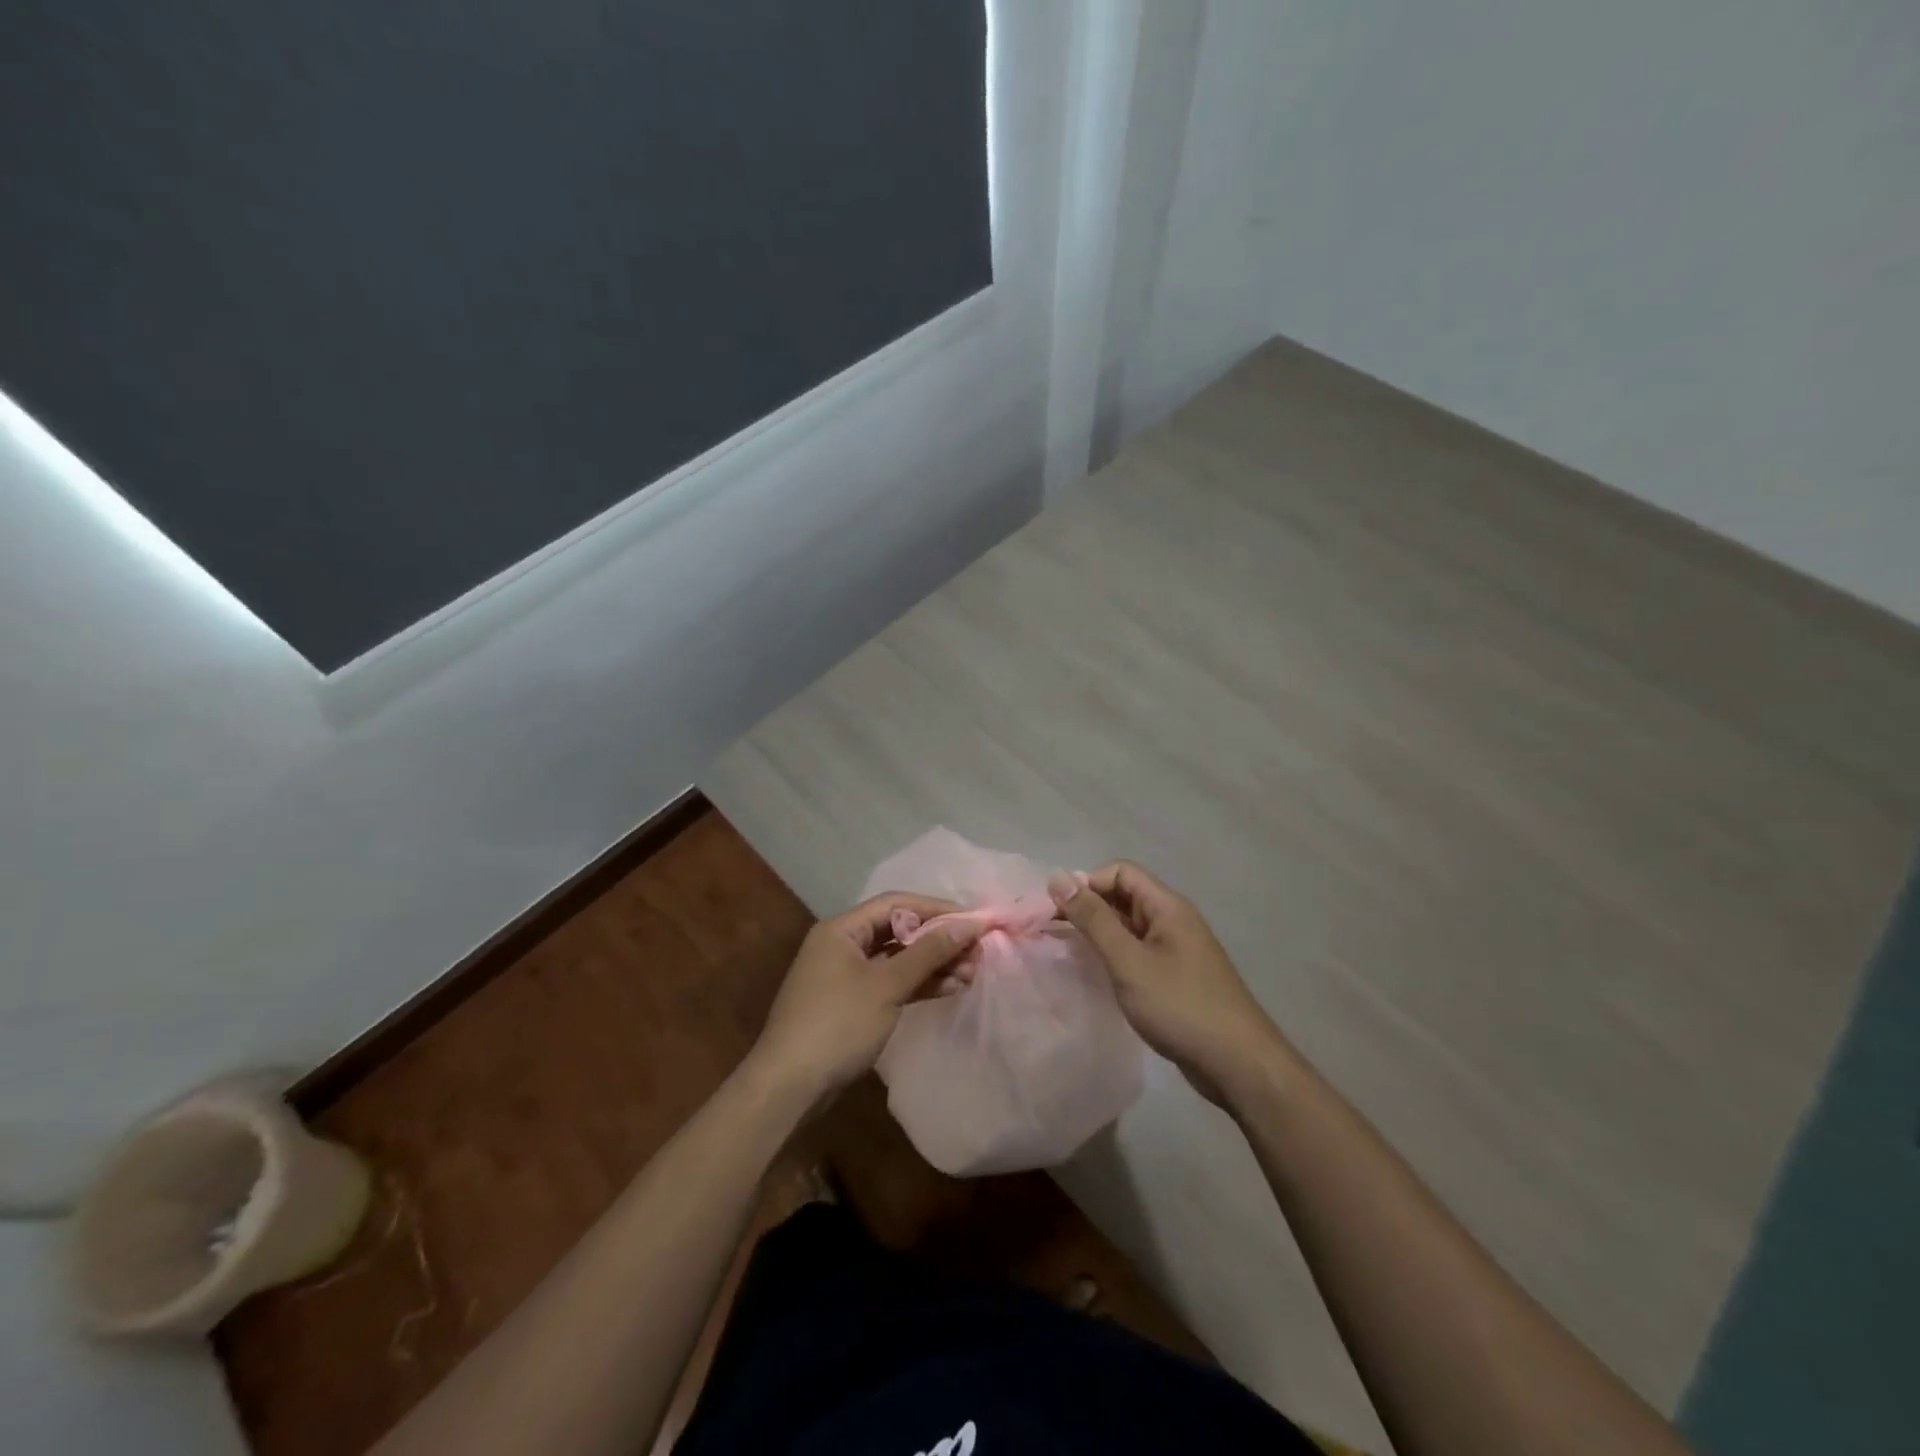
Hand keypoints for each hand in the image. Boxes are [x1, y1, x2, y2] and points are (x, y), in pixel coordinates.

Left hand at [748, 892, 981, 1103]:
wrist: (789, 1087)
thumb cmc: (838, 1024)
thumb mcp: (887, 985)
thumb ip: (928, 952)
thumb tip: (968, 924)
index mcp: (842, 929)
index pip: (897, 904)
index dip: (937, 909)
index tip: (974, 921)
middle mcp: (842, 944)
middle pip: (898, 930)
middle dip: (938, 940)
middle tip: (977, 952)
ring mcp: (845, 975)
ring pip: (897, 959)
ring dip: (933, 964)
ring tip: (971, 973)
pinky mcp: (851, 1003)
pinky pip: (890, 982)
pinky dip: (917, 984)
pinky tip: (948, 988)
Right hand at [1049, 862, 1280, 1105]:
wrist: (1238, 1064)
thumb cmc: (1180, 1006)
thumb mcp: (1129, 961)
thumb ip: (1093, 919)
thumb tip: (1058, 878)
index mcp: (1167, 907)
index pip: (1120, 872)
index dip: (1087, 884)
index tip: (1058, 911)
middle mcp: (1173, 920)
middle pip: (1124, 896)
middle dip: (1089, 907)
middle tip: (1053, 931)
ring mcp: (1177, 950)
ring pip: (1129, 926)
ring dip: (1099, 932)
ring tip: (1068, 952)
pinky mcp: (1176, 977)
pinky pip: (1138, 951)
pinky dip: (1114, 955)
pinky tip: (1097, 975)